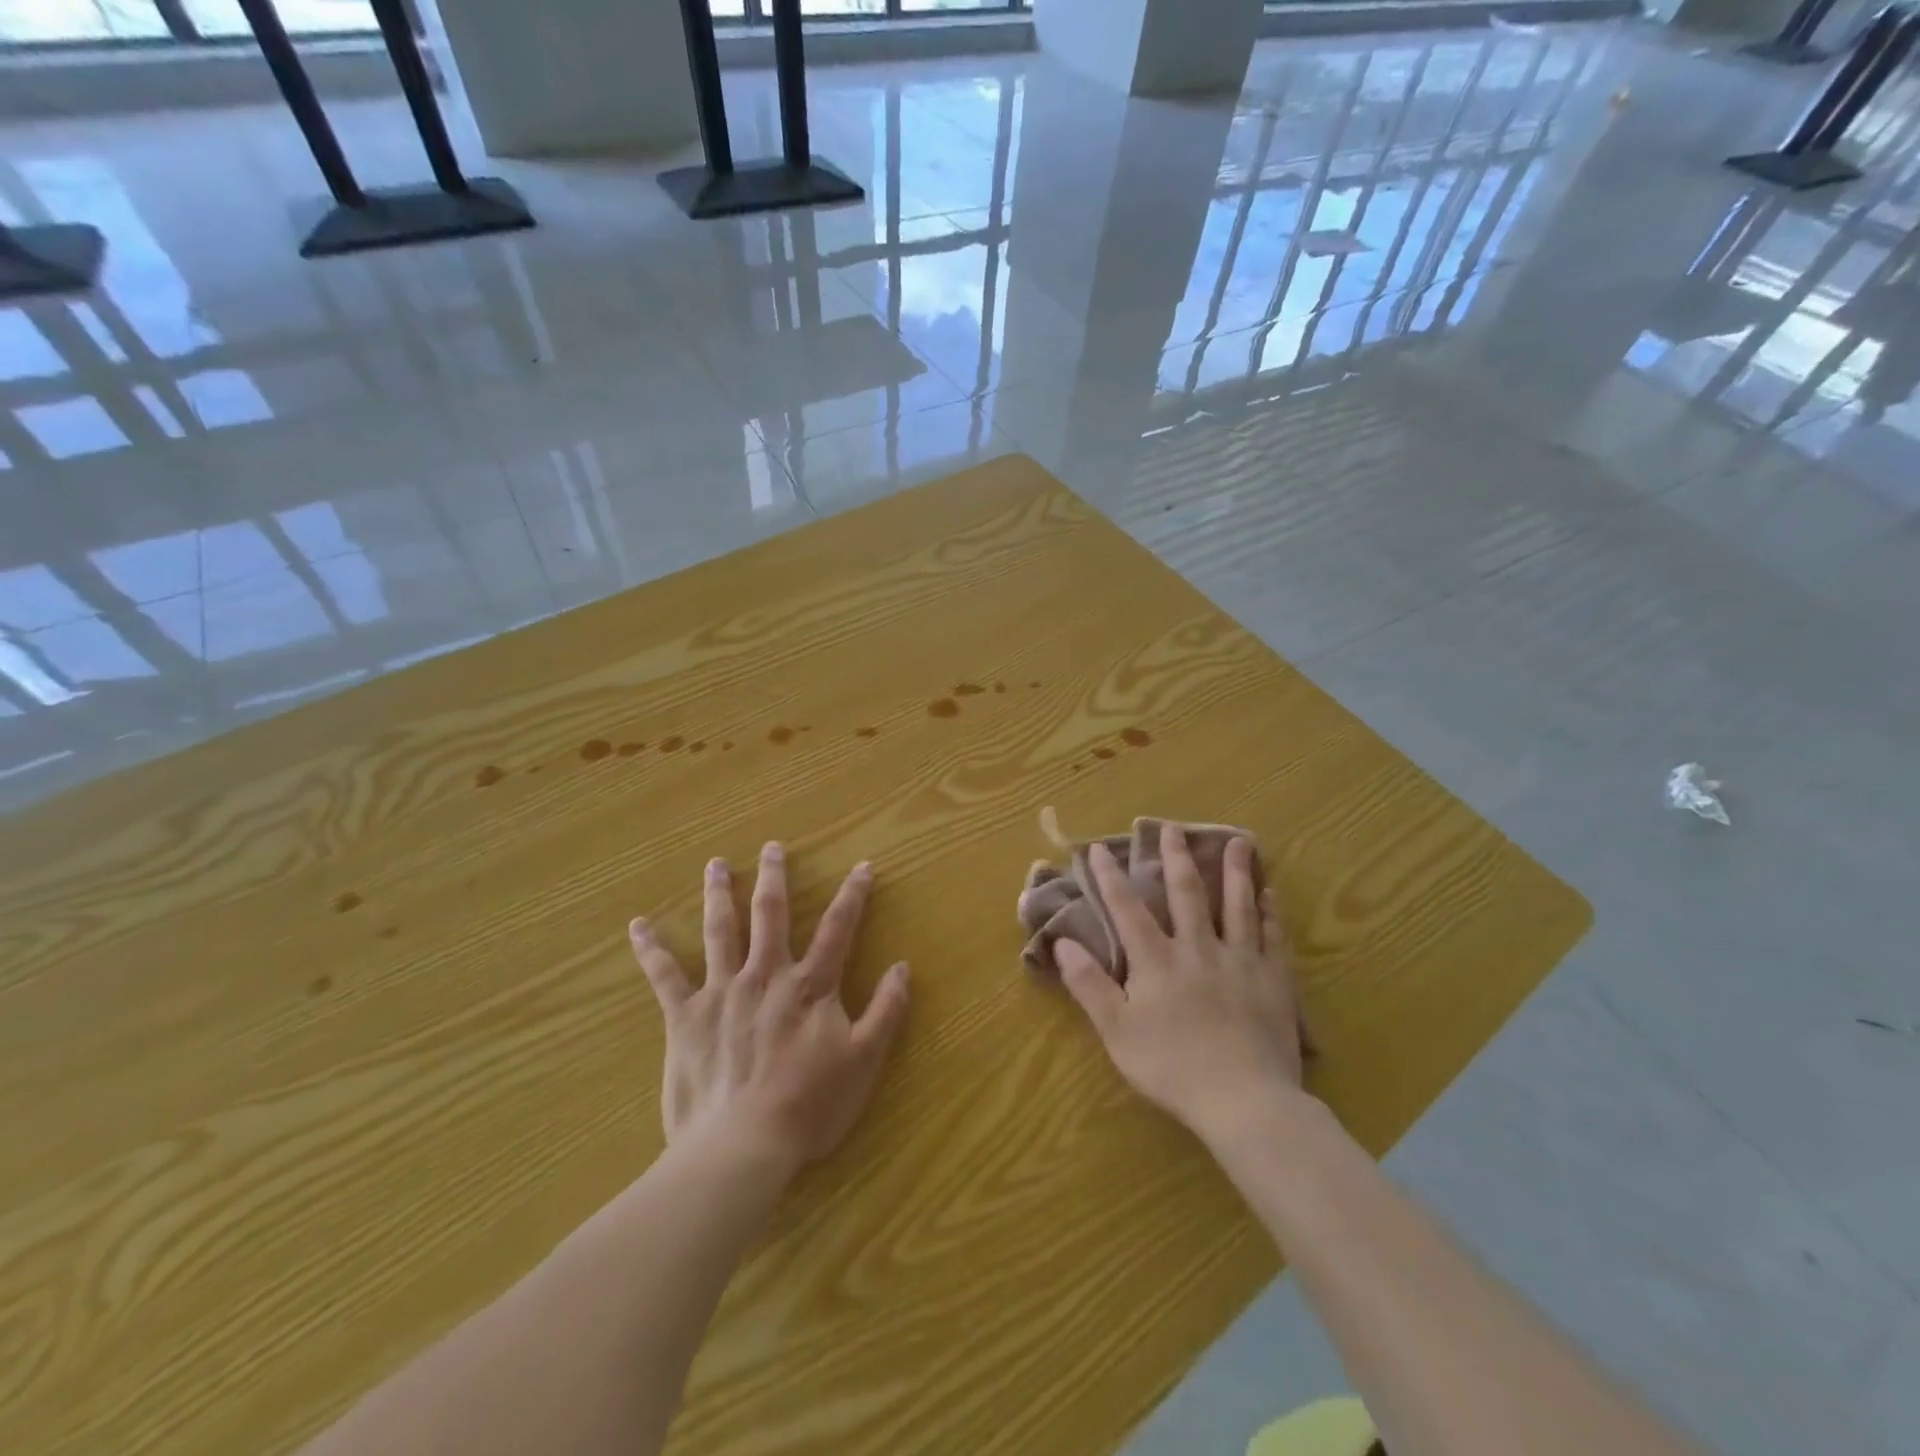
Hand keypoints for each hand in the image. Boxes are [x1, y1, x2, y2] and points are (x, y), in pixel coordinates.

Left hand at [629, 843, 910, 1169]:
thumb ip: (886, 1011)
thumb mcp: (864, 1061)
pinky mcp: (685, 1017)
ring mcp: (722, 992)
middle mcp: (766, 975)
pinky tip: (639, 926)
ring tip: (715, 864)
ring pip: (720, 930)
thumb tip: (903, 967)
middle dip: (774, 877)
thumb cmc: (808, 1106)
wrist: (741, 1147)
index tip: (862, 866)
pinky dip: (651, 949)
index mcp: (810, 985)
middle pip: (771, 914)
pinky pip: (664, 976)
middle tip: (772, 847)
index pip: (838, 928)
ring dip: (718, 894)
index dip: (853, 895)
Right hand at [1056, 823, 1310, 1145]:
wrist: (1244, 1100)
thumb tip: (1063, 943)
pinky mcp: (1273, 980)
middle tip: (1172, 827)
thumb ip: (1090, 985)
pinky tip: (1270, 893)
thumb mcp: (1117, 1031)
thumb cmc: (1172, 1067)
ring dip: (1234, 872)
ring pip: (1236, 906)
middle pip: (1186, 894)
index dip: (1112, 878)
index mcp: (1157, 961)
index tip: (1101, 848)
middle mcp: (1198, 948)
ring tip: (1237, 841)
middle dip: (1176, 858)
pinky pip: (1272, 936)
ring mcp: (1240, 961)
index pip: (1128, 909)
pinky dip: (1270, 912)